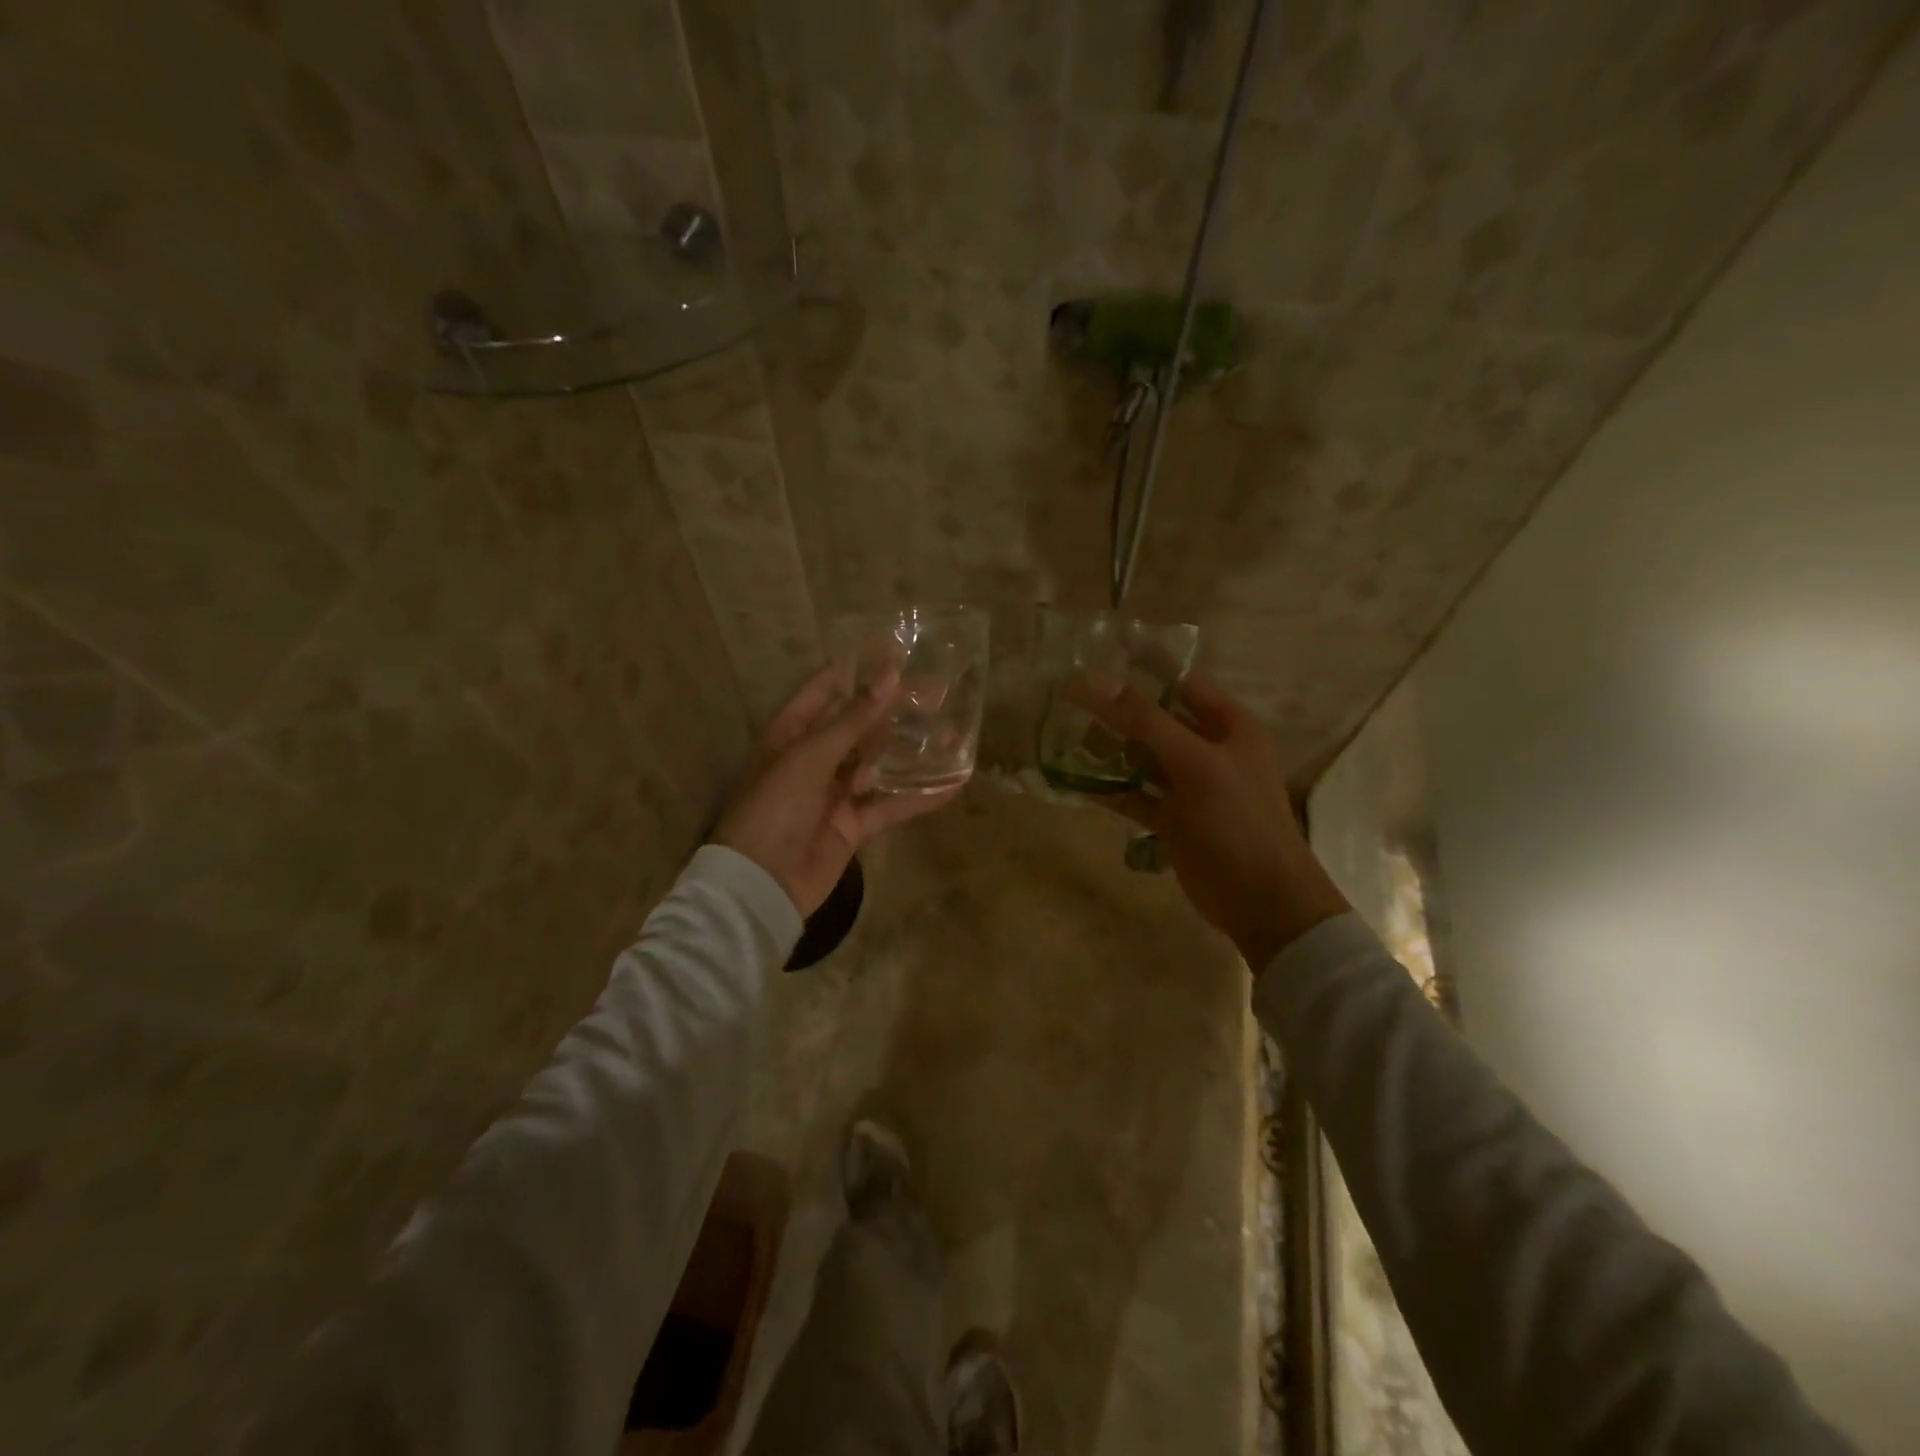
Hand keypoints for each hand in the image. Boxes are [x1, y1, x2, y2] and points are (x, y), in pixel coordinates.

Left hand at [713, 662, 961, 916]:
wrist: (761, 884)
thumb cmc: (774, 808)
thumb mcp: (809, 757)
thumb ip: (853, 719)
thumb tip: (891, 676)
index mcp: (793, 732)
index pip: (828, 688)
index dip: (860, 669)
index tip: (899, 652)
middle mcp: (816, 757)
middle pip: (863, 724)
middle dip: (898, 709)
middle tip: (941, 692)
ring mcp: (836, 792)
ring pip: (881, 763)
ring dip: (914, 750)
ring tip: (953, 734)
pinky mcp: (854, 824)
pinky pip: (891, 804)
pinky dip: (919, 796)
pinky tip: (951, 785)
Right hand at [1073, 670, 1349, 968]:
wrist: (1260, 899)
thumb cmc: (1237, 820)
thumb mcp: (1194, 763)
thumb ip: (1145, 721)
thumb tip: (1094, 681)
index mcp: (1227, 726)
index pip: (1181, 681)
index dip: (1145, 663)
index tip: (1102, 648)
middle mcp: (1208, 750)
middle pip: (1155, 719)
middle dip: (1116, 709)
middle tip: (1068, 696)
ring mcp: (1189, 786)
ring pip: (1141, 758)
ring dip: (1108, 749)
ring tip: (1063, 735)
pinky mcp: (1172, 819)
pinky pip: (1135, 795)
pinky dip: (1109, 789)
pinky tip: (1074, 781)